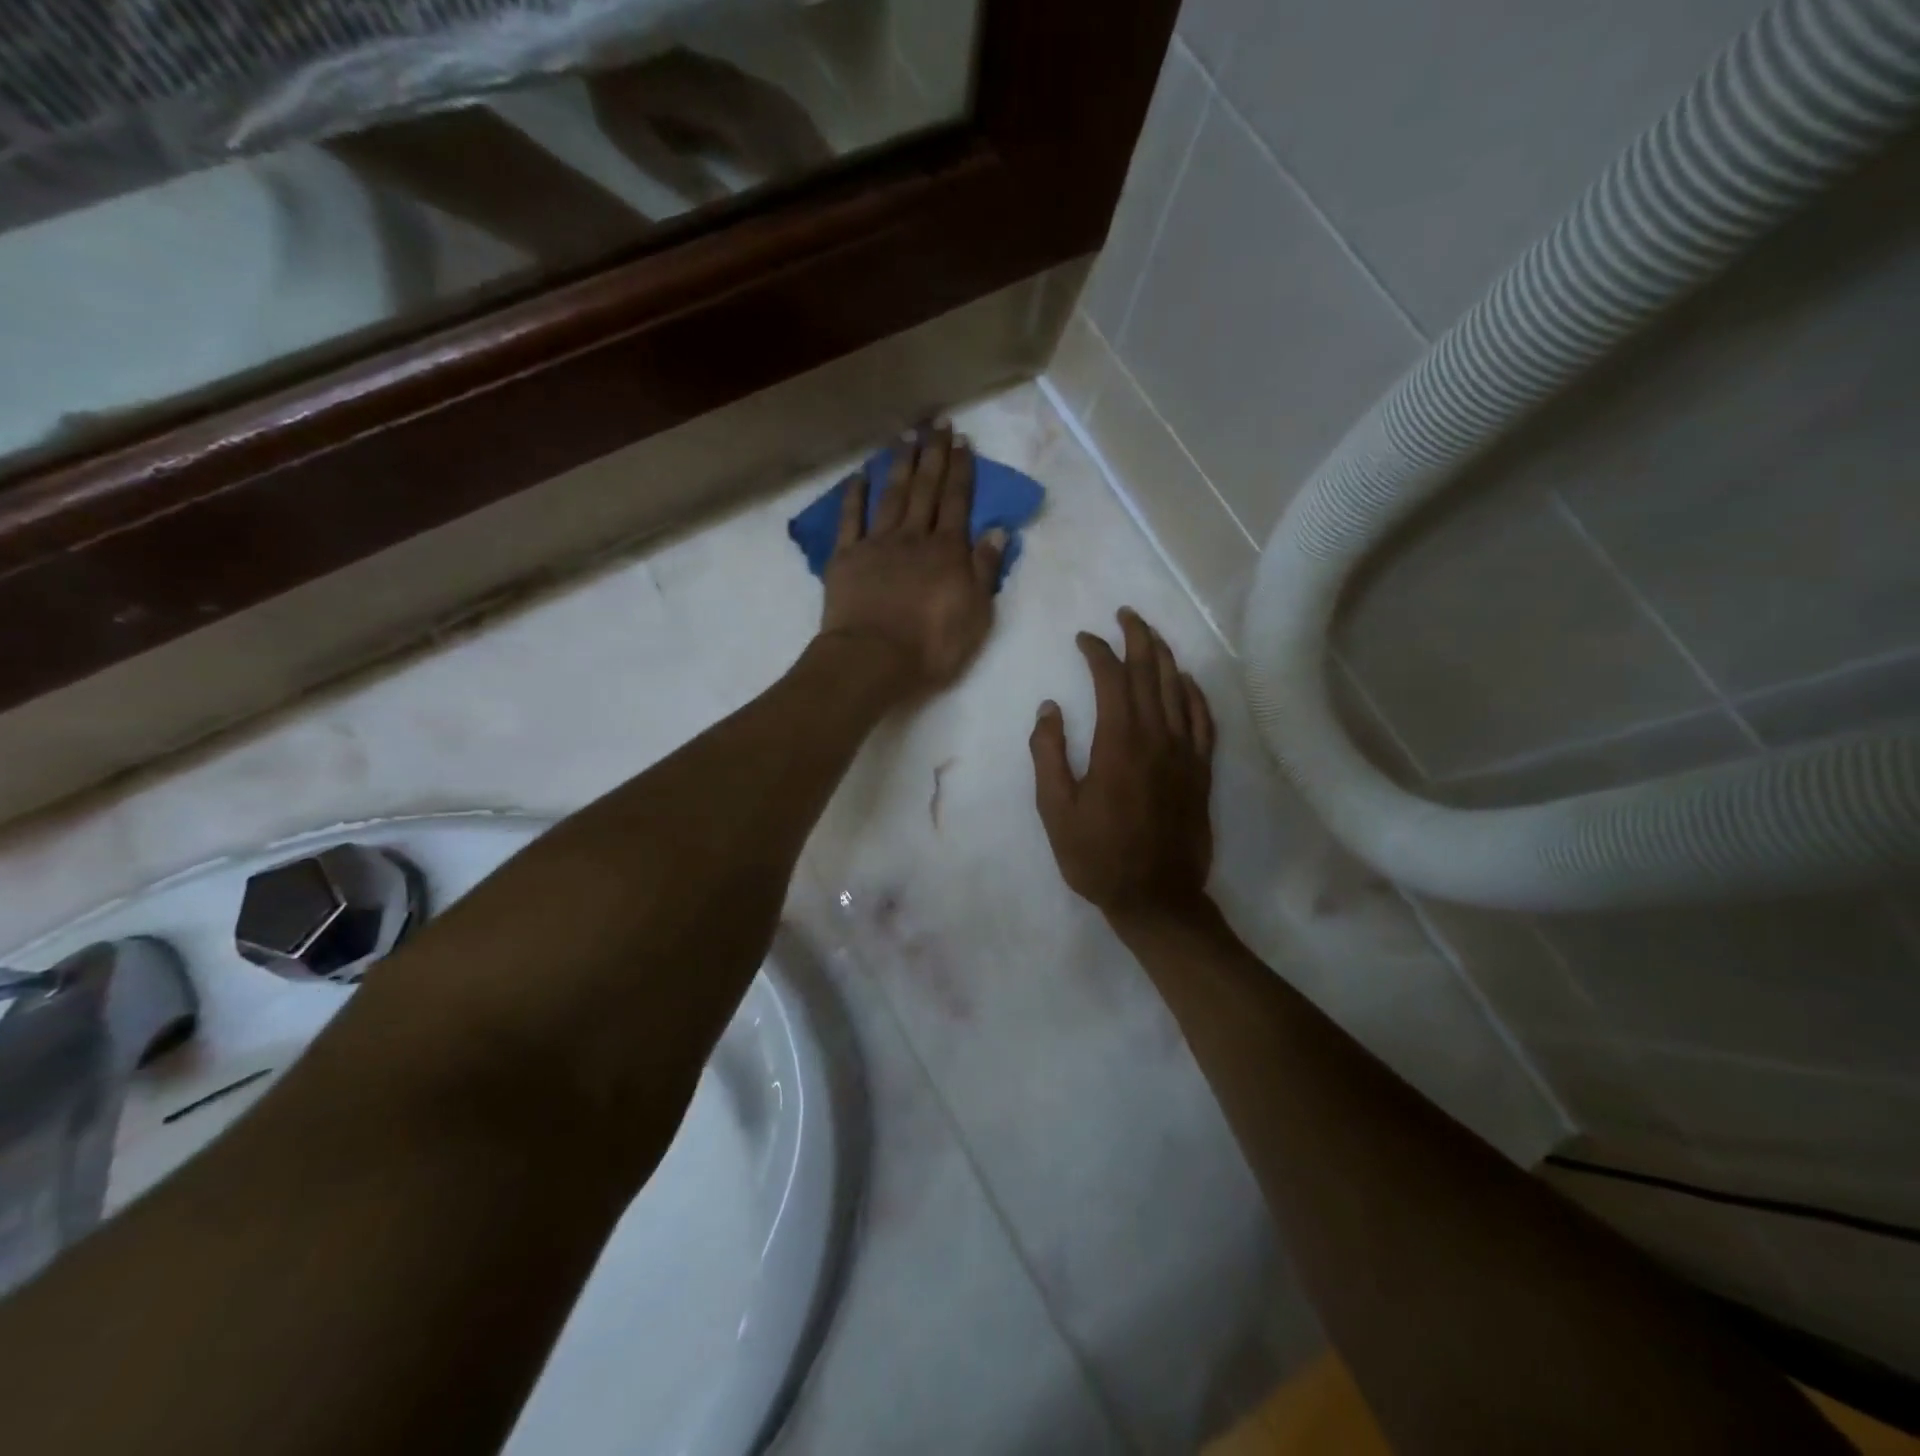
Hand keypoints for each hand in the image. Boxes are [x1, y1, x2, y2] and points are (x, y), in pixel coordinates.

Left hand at [820, 424, 1005, 696]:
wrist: (872, 660)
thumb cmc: (931, 645)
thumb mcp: (976, 614)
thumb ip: (985, 569)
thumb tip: (997, 530)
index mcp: (947, 551)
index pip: (957, 502)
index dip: (961, 470)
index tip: (963, 441)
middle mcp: (913, 537)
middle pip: (925, 489)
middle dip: (934, 455)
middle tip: (937, 423)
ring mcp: (876, 544)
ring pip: (891, 495)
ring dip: (899, 464)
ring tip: (906, 436)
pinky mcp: (846, 558)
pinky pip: (851, 519)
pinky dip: (855, 496)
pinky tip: (859, 475)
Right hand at [1030, 609, 1216, 926]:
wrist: (1156, 897)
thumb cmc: (1097, 856)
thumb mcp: (1056, 809)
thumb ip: (1049, 754)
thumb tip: (1049, 708)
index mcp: (1118, 743)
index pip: (1112, 679)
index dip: (1098, 652)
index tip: (1083, 639)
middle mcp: (1157, 737)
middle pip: (1151, 673)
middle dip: (1137, 638)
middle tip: (1125, 615)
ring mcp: (1185, 753)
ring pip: (1179, 689)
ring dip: (1165, 656)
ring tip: (1151, 635)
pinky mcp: (1202, 770)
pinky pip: (1203, 719)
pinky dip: (1194, 693)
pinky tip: (1186, 681)